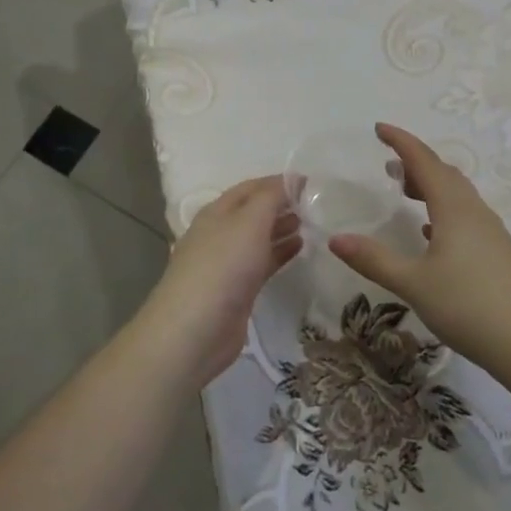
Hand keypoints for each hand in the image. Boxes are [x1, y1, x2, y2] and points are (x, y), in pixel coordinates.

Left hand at [140, 176, 299, 386]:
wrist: (195, 330)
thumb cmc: (223, 266)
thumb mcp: (249, 221)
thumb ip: (271, 198)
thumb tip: (291, 180)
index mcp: (217, 212)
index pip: (251, 188)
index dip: (278, 182)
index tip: (310, 182)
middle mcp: (220, 234)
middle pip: (254, 212)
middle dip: (281, 205)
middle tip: (314, 204)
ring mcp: (227, 264)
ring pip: (259, 238)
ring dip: (282, 228)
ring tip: (311, 224)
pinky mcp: (237, 290)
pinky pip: (263, 263)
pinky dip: (281, 253)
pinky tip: (300, 249)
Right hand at [328, 124, 510, 370]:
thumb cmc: (468, 305)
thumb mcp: (413, 284)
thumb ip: (374, 260)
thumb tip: (336, 240)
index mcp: (453, 208)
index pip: (424, 161)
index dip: (401, 141)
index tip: (379, 129)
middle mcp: (475, 211)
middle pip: (444, 173)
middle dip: (416, 162)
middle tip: (389, 166)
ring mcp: (491, 232)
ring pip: (458, 194)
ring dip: (431, 186)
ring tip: (406, 193)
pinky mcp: (499, 252)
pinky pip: (467, 216)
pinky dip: (444, 211)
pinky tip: (432, 233)